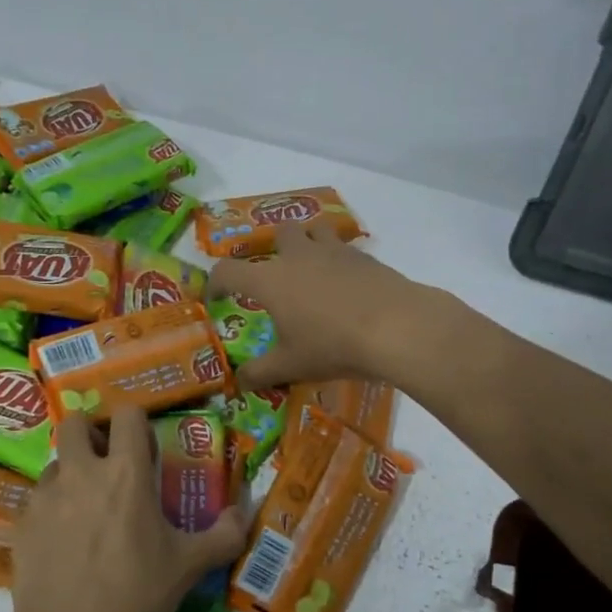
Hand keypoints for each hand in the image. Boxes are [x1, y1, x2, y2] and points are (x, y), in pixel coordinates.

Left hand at [6, 405, 246, 611]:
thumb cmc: (135, 595)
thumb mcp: (188, 566)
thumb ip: (224, 535)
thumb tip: (241, 514)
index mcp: (126, 473)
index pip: (127, 413)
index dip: (137, 424)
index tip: (144, 450)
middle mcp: (82, 472)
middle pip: (76, 423)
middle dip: (92, 433)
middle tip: (108, 464)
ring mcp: (46, 495)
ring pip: (55, 461)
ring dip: (72, 471)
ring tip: (87, 507)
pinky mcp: (23, 522)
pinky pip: (39, 497)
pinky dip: (53, 506)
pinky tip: (65, 541)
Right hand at [207, 222, 421, 391]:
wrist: (396, 327)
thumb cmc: (332, 345)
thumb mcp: (291, 366)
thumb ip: (260, 373)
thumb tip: (238, 381)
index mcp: (270, 280)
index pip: (227, 271)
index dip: (215, 283)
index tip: (216, 298)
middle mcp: (298, 256)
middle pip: (278, 233)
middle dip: (273, 248)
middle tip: (277, 274)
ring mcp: (334, 251)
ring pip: (315, 229)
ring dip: (309, 242)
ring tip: (313, 269)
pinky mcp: (365, 257)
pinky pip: (345, 249)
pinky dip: (340, 261)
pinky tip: (347, 286)